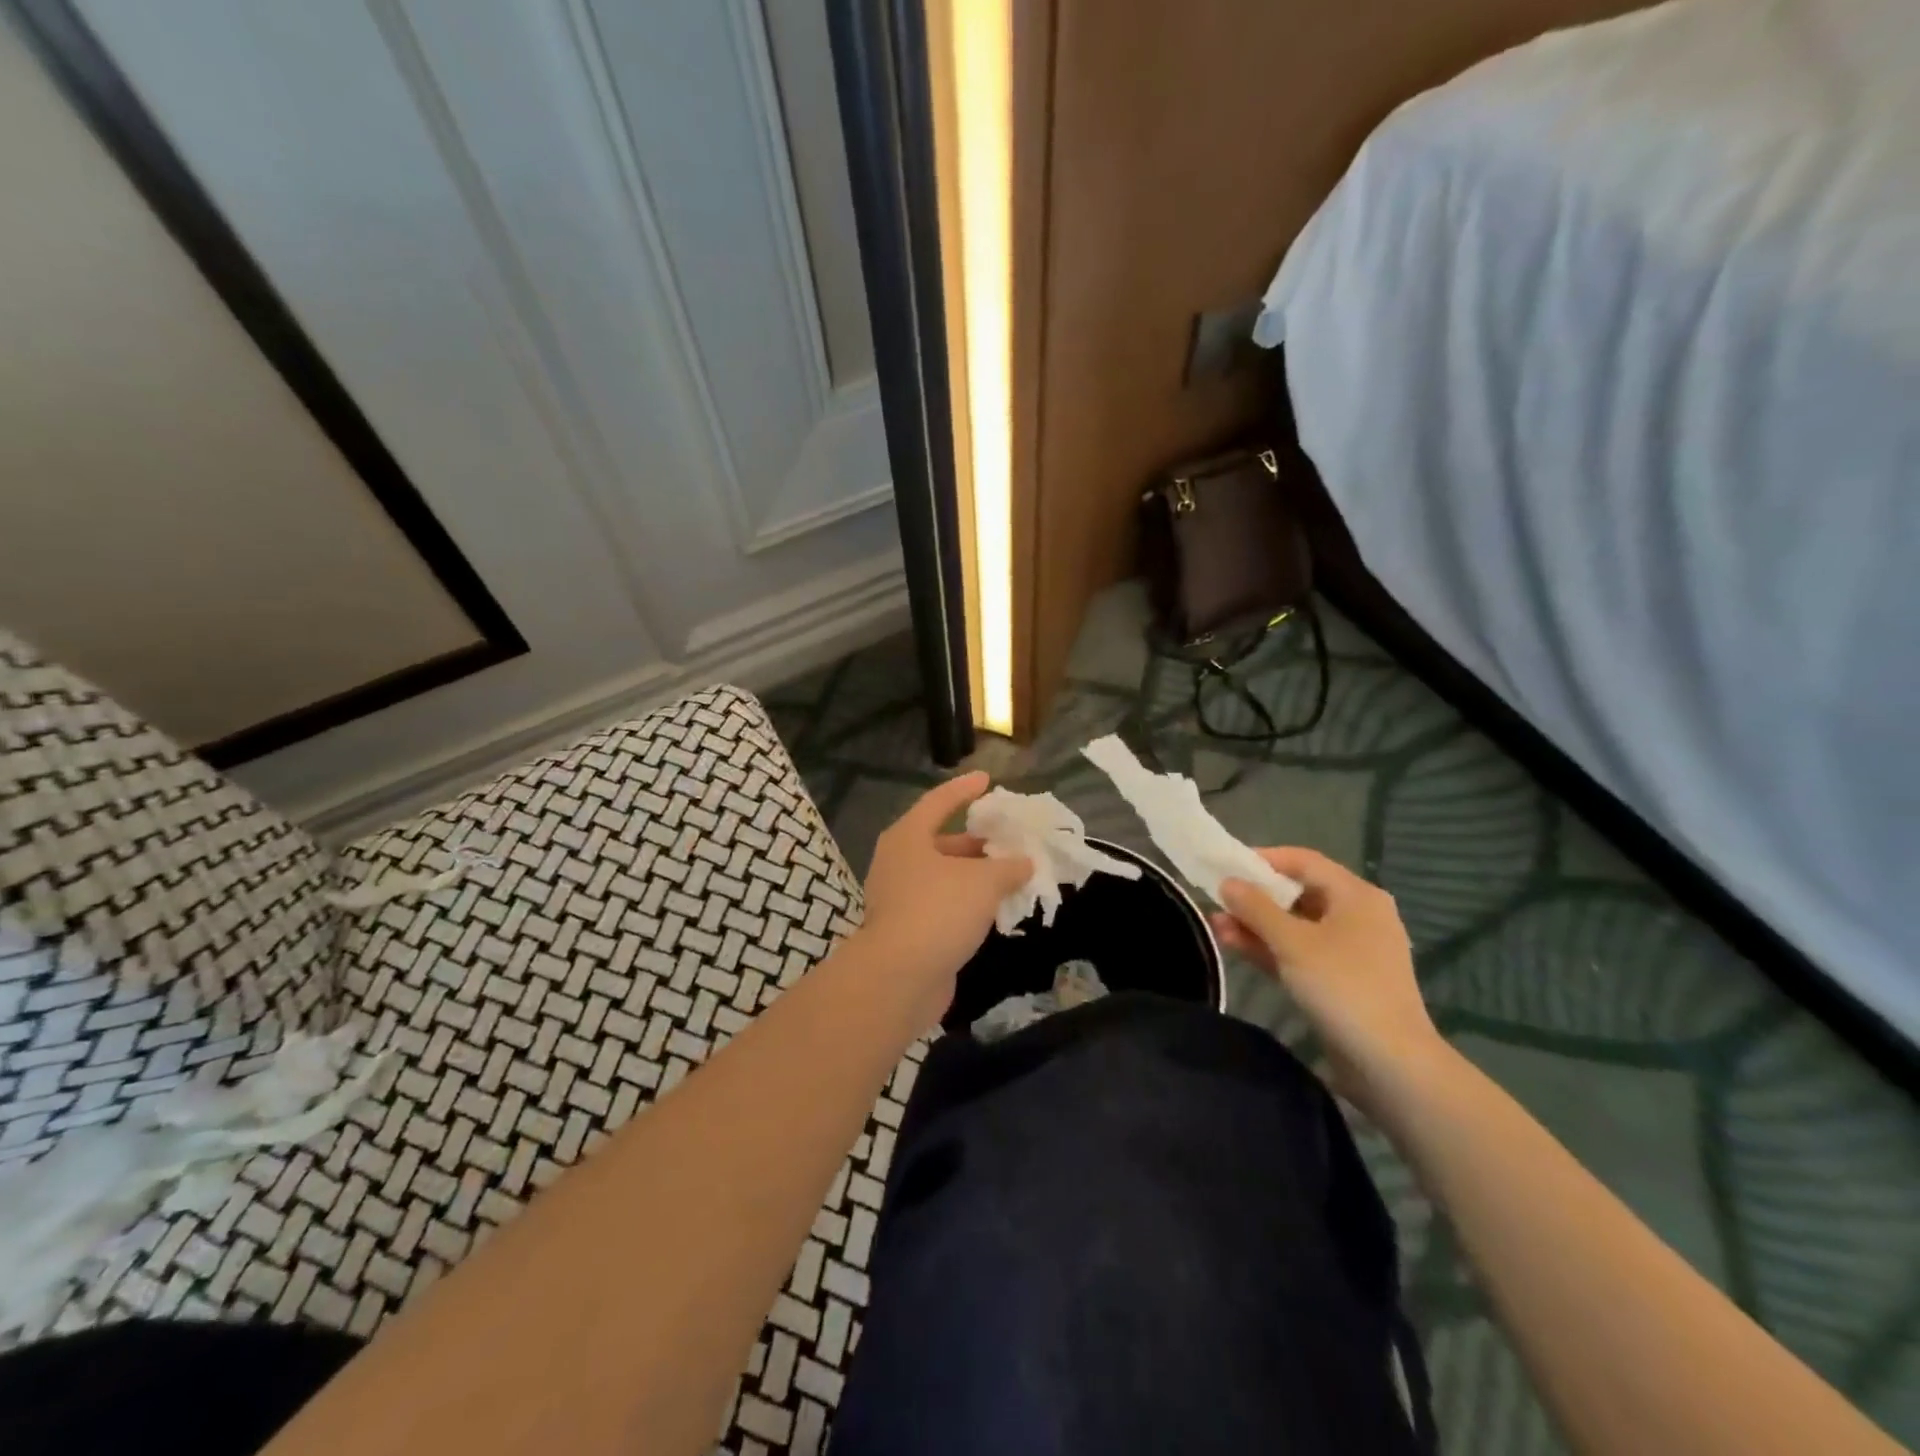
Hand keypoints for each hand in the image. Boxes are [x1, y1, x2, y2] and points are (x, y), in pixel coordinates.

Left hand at [854, 772, 1031, 1030]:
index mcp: (908, 837)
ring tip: (1011, 874)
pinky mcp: (907, 930)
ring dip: (975, 875)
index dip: (964, 789)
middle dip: (977, 841)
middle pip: (941, 841)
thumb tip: (1025, 862)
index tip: (987, 779)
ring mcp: (899, 898)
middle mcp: (899, 862)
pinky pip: (942, 905)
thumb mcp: (983, 882)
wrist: (899, 978)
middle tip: (1009, 839)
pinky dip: (967, 902)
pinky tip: (994, 909)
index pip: (939, 801)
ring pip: (943, 876)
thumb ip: (1008, 867)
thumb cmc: (939, 911)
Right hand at [1212, 847, 1443, 1114]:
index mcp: (1356, 895)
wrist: (1390, 1064)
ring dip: (1257, 925)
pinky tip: (1236, 947)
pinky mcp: (1342, 980)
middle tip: (1217, 901)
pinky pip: (1301, 952)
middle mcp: (1357, 915)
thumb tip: (1228, 882)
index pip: (1304, 861)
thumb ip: (1256, 908)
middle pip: (1298, 893)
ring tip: (1216, 927)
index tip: (1226, 865)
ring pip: (1296, 926)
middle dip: (1255, 897)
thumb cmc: (1342, 987)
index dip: (1263, 859)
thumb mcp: (1292, 942)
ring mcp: (1351, 950)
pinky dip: (1272, 948)